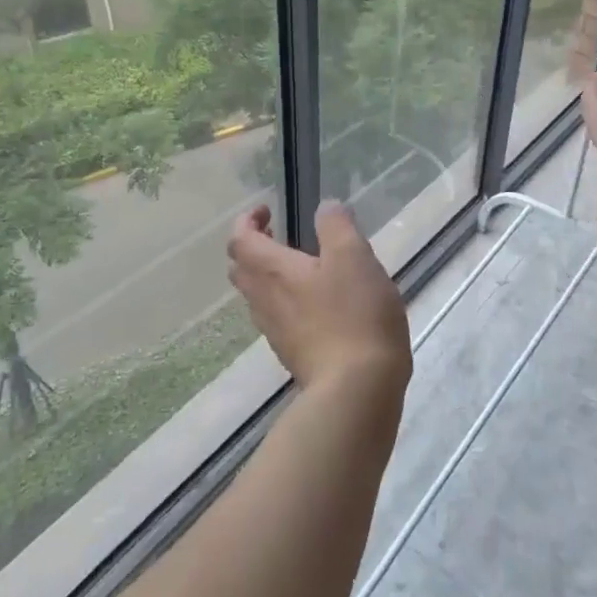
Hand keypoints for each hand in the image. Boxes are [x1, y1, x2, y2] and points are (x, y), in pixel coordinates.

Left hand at [227, 201, 411, 399]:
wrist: (356, 390)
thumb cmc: (354, 315)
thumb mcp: (354, 257)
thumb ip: (336, 226)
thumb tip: (325, 207)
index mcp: (273, 271)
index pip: (240, 239)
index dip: (247, 220)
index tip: (267, 209)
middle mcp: (265, 300)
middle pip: (241, 268)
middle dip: (253, 247)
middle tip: (279, 235)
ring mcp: (275, 331)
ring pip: (256, 296)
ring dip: (267, 275)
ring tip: (299, 268)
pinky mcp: (291, 354)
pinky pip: (276, 318)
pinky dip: (284, 301)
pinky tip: (316, 305)